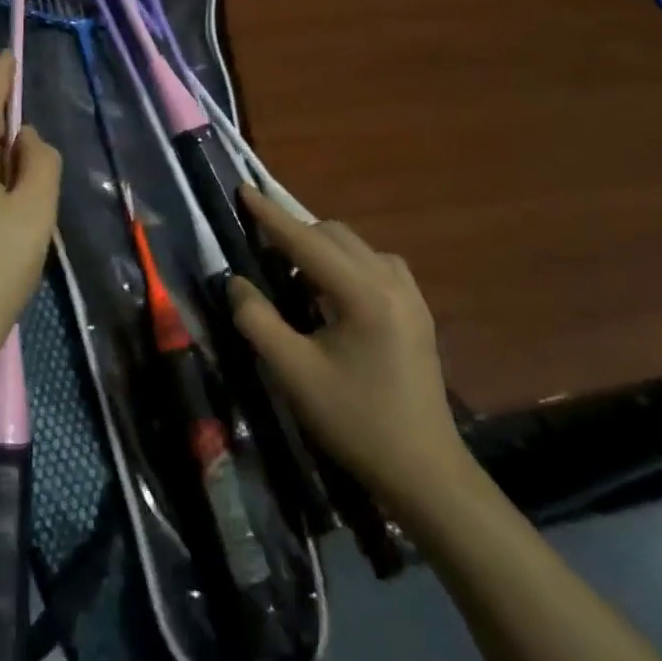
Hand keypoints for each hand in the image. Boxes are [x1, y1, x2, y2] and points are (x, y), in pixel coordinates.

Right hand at [229, 186, 463, 506]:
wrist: (424, 471)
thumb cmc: (355, 421)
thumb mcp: (294, 373)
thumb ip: (258, 320)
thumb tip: (237, 282)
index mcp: (363, 293)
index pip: (306, 240)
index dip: (270, 215)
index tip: (243, 190)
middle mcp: (391, 280)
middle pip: (333, 235)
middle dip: (294, 234)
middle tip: (260, 252)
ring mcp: (410, 293)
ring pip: (355, 246)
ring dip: (319, 249)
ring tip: (291, 278)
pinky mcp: (416, 309)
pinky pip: (373, 265)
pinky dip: (343, 265)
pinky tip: (330, 296)